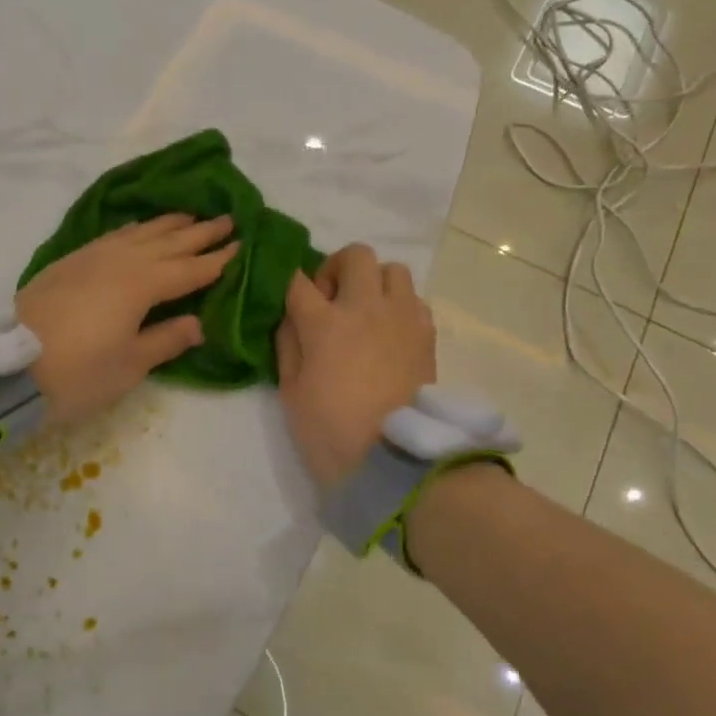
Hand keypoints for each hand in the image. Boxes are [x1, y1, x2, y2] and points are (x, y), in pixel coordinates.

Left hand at [17, 214, 237, 425]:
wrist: (7, 366)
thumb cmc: (77, 372)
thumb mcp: (129, 365)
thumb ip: (166, 339)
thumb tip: (198, 323)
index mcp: (143, 284)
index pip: (189, 269)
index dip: (216, 259)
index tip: (241, 244)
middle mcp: (121, 261)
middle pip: (168, 242)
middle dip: (199, 232)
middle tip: (227, 218)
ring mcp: (92, 257)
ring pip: (140, 232)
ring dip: (168, 224)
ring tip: (189, 215)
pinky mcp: (70, 262)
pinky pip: (114, 236)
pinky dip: (134, 229)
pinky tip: (138, 229)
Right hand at [275, 244, 435, 487]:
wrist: (394, 460)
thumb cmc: (330, 430)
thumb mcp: (291, 391)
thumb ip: (288, 345)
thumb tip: (292, 318)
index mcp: (325, 323)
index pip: (298, 281)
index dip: (290, 286)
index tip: (292, 302)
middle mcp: (366, 308)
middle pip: (354, 255)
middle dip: (336, 269)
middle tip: (331, 299)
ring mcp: (401, 318)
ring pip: (392, 270)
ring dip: (374, 282)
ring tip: (366, 312)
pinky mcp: (427, 334)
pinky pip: (415, 300)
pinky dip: (400, 306)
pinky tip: (390, 332)